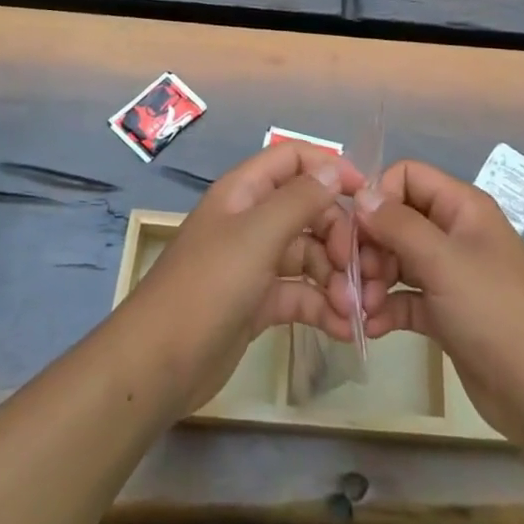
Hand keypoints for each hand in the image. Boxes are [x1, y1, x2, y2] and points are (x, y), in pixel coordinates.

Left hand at [124, 140, 364, 416]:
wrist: (158, 365)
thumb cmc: (208, 286)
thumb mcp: (257, 235)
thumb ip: (299, 199)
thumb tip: (333, 169)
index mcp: (245, 191)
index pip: (294, 159)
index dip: (330, 168)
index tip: (365, 196)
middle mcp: (251, 220)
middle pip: (309, 210)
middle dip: (339, 237)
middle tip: (359, 271)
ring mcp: (255, 262)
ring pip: (309, 255)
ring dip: (335, 278)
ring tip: (354, 310)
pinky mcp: (258, 303)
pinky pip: (300, 294)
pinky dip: (323, 306)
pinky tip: (344, 329)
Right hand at [346, 159, 523, 441]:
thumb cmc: (494, 311)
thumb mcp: (442, 261)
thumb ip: (398, 224)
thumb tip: (360, 195)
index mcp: (461, 206)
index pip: (406, 177)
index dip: (378, 196)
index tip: (357, 230)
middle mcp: (453, 232)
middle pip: (396, 220)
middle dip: (369, 246)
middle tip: (354, 278)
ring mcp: (449, 274)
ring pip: (396, 260)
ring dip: (372, 280)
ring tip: (359, 308)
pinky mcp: (444, 312)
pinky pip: (404, 298)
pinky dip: (385, 308)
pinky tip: (369, 328)